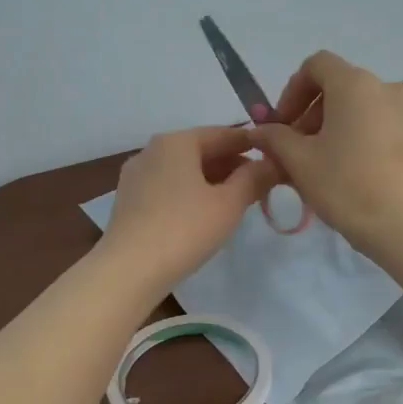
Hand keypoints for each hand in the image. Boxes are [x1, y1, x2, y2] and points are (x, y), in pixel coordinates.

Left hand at [100, 126, 278, 291]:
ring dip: (211, 180)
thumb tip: (272, 163)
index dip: (252, 145)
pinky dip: (189, 192)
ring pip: (183, 170)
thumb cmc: (184, 229)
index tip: (274, 157)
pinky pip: (167, 187)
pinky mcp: (128, 201)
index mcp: (176, 141)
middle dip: (231, 164)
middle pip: (200, 150)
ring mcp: (136, 175)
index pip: (223, 134)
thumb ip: (254, 179)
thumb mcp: (229, 204)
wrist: (129, 269)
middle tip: (260, 183)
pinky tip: (203, 212)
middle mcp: (152, 150)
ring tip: (236, 200)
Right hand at [249, 51, 402, 252]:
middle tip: (307, 152)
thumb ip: (275, 138)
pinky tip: (378, 177)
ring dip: (354, 129)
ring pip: (376, 112)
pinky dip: (385, 145)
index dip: (294, 91)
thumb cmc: (345, 186)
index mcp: (354, 86)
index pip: (317, 65)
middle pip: (347, 90)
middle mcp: (392, 89)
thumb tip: (260, 129)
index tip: (285, 125)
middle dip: (321, 115)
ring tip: (344, 167)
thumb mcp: (299, 163)